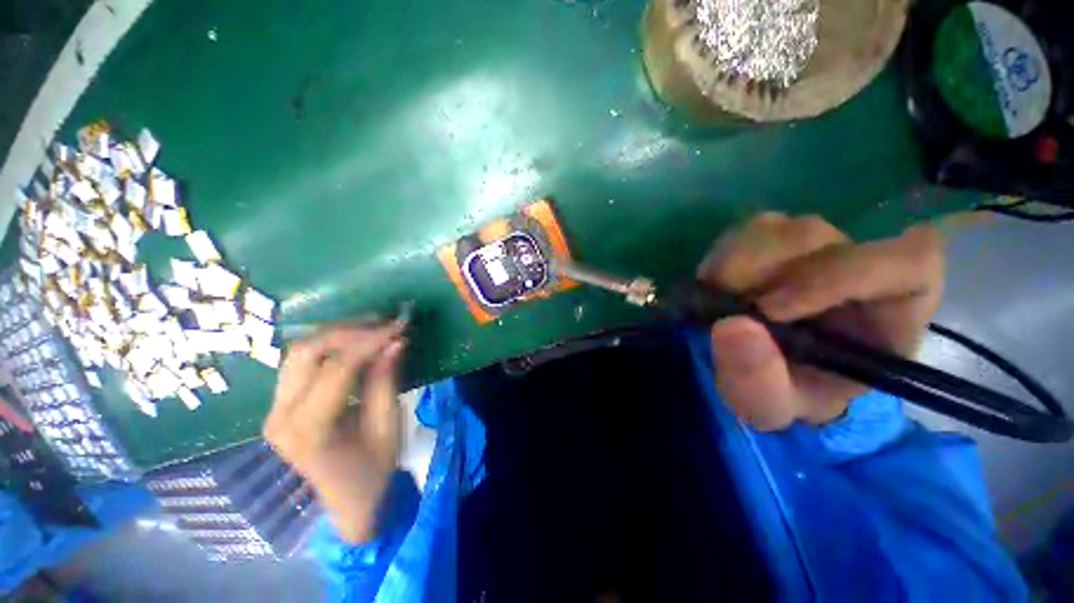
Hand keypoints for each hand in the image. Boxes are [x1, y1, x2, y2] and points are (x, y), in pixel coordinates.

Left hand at [263, 321, 405, 542]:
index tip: (399, 324)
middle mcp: (280, 417)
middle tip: (384, 323)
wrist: (348, 499)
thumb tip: (396, 341)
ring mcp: (273, 411)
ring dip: (337, 334)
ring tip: (373, 328)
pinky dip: (328, 346)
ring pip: (298, 352)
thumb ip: (385, 380)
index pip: (337, 368)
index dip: (369, 340)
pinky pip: (299, 363)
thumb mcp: (387, 425)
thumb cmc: (374, 467)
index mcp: (309, 430)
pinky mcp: (279, 406)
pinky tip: (354, 343)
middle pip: (305, 352)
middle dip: (348, 330)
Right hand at [697, 213, 943, 429]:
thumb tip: (732, 326)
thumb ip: (758, 381)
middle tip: (724, 309)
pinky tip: (714, 286)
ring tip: (717, 300)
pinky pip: (743, 230)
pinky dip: (719, 257)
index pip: (904, 261)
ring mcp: (812, 244)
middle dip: (758, 274)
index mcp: (893, 307)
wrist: (764, 371)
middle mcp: (857, 261)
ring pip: (774, 228)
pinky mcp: (773, 238)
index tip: (770, 310)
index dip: (837, 277)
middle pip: (814, 237)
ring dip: (732, 266)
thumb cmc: (787, 392)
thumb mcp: (771, 407)